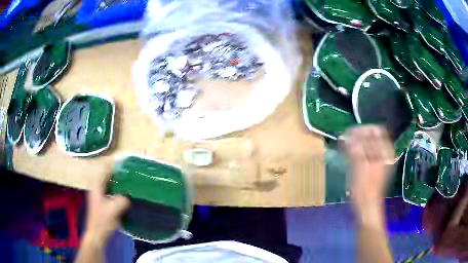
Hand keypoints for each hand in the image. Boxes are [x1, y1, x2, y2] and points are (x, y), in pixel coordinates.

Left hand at [83, 169, 129, 245]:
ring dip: (118, 183)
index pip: (105, 170)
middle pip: (108, 176)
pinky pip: (111, 192)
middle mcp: (97, 188)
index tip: (126, 163)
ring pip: (110, 184)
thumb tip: (129, 196)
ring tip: (130, 183)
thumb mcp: (114, 210)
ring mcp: (99, 196)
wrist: (96, 234)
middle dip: (118, 174)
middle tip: (130, 174)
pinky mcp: (103, 203)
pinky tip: (126, 195)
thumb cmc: (103, 221)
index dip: (115, 166)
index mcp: (97, 187)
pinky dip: (118, 190)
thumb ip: (122, 200)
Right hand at [342, 125, 393, 225]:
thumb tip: (348, 137)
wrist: (367, 206)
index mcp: (385, 152)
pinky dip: (359, 150)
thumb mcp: (360, 168)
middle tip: (347, 138)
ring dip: (358, 142)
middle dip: (359, 135)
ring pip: (370, 143)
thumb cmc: (365, 189)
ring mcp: (380, 159)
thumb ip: (356, 150)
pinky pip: (368, 152)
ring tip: (346, 145)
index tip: (350, 133)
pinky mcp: (374, 166)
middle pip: (373, 136)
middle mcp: (384, 153)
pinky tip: (350, 153)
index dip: (364, 129)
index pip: (377, 131)